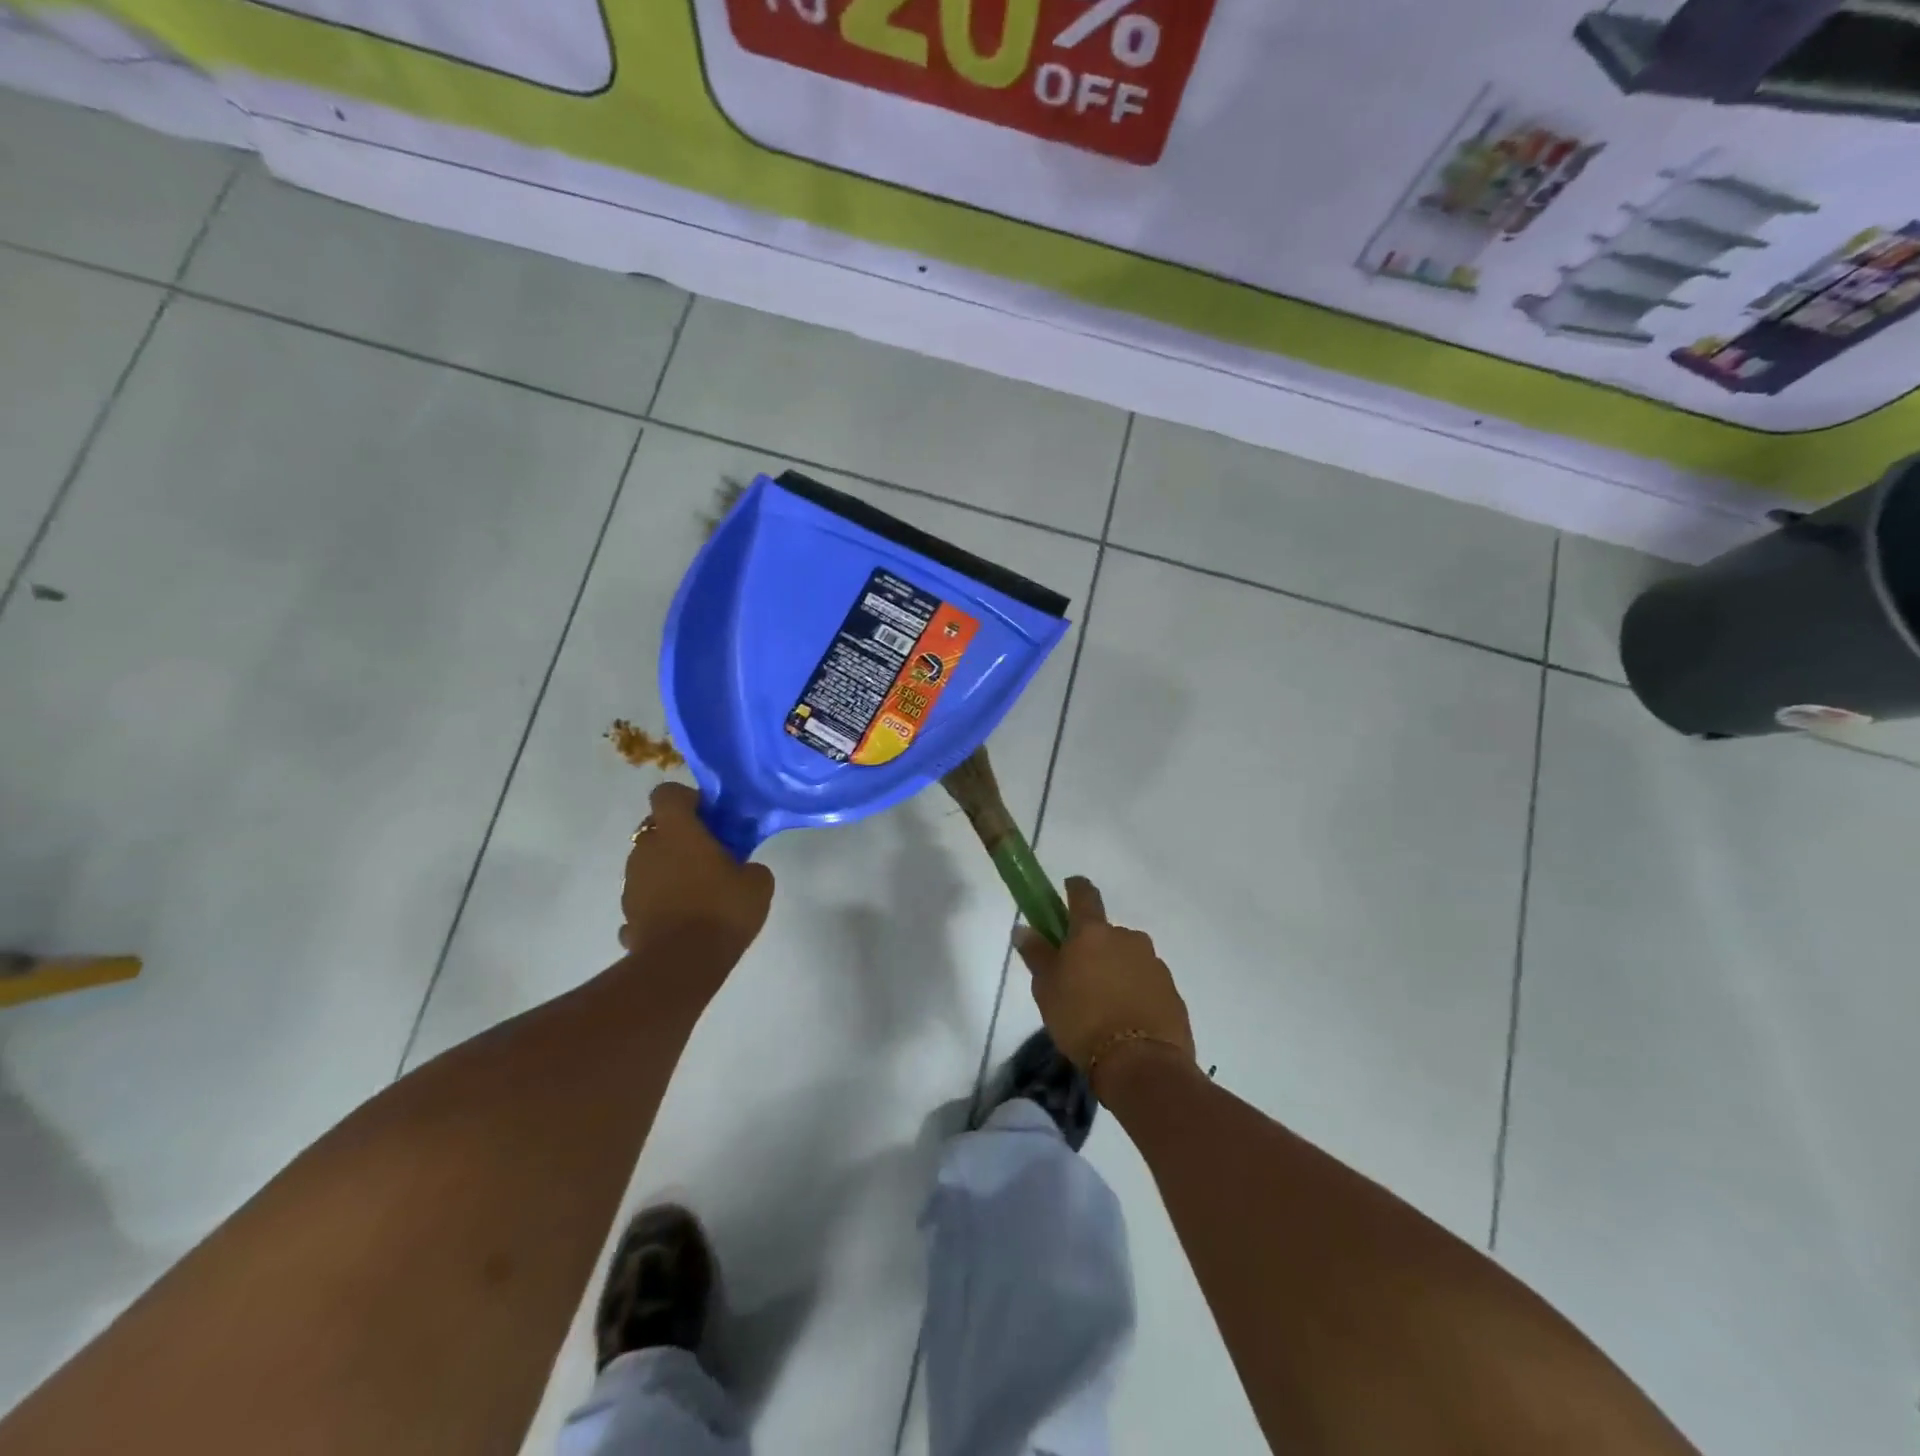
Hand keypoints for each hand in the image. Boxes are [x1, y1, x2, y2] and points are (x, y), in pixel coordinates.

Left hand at [620, 782, 774, 967]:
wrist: (681, 965)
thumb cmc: (722, 910)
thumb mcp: (758, 883)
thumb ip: (749, 866)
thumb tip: (742, 869)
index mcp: (676, 831)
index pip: (667, 793)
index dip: (687, 799)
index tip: (709, 817)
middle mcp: (646, 850)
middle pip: (657, 829)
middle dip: (680, 838)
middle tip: (710, 856)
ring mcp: (631, 884)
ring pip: (649, 864)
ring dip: (668, 870)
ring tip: (697, 894)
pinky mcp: (627, 916)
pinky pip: (646, 899)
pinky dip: (660, 904)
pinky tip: (681, 922)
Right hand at [1014, 876, 1194, 1094]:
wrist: (1141, 1063)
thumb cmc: (1082, 1019)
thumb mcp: (1047, 989)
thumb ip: (1037, 955)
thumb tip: (1024, 928)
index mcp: (1093, 932)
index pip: (1084, 894)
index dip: (1075, 888)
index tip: (1068, 889)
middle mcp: (1127, 938)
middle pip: (1106, 933)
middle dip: (1093, 948)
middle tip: (1079, 978)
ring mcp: (1154, 963)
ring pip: (1127, 959)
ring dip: (1115, 971)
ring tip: (1103, 1007)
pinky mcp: (1171, 991)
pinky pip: (1145, 983)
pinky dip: (1134, 993)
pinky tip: (1125, 1020)